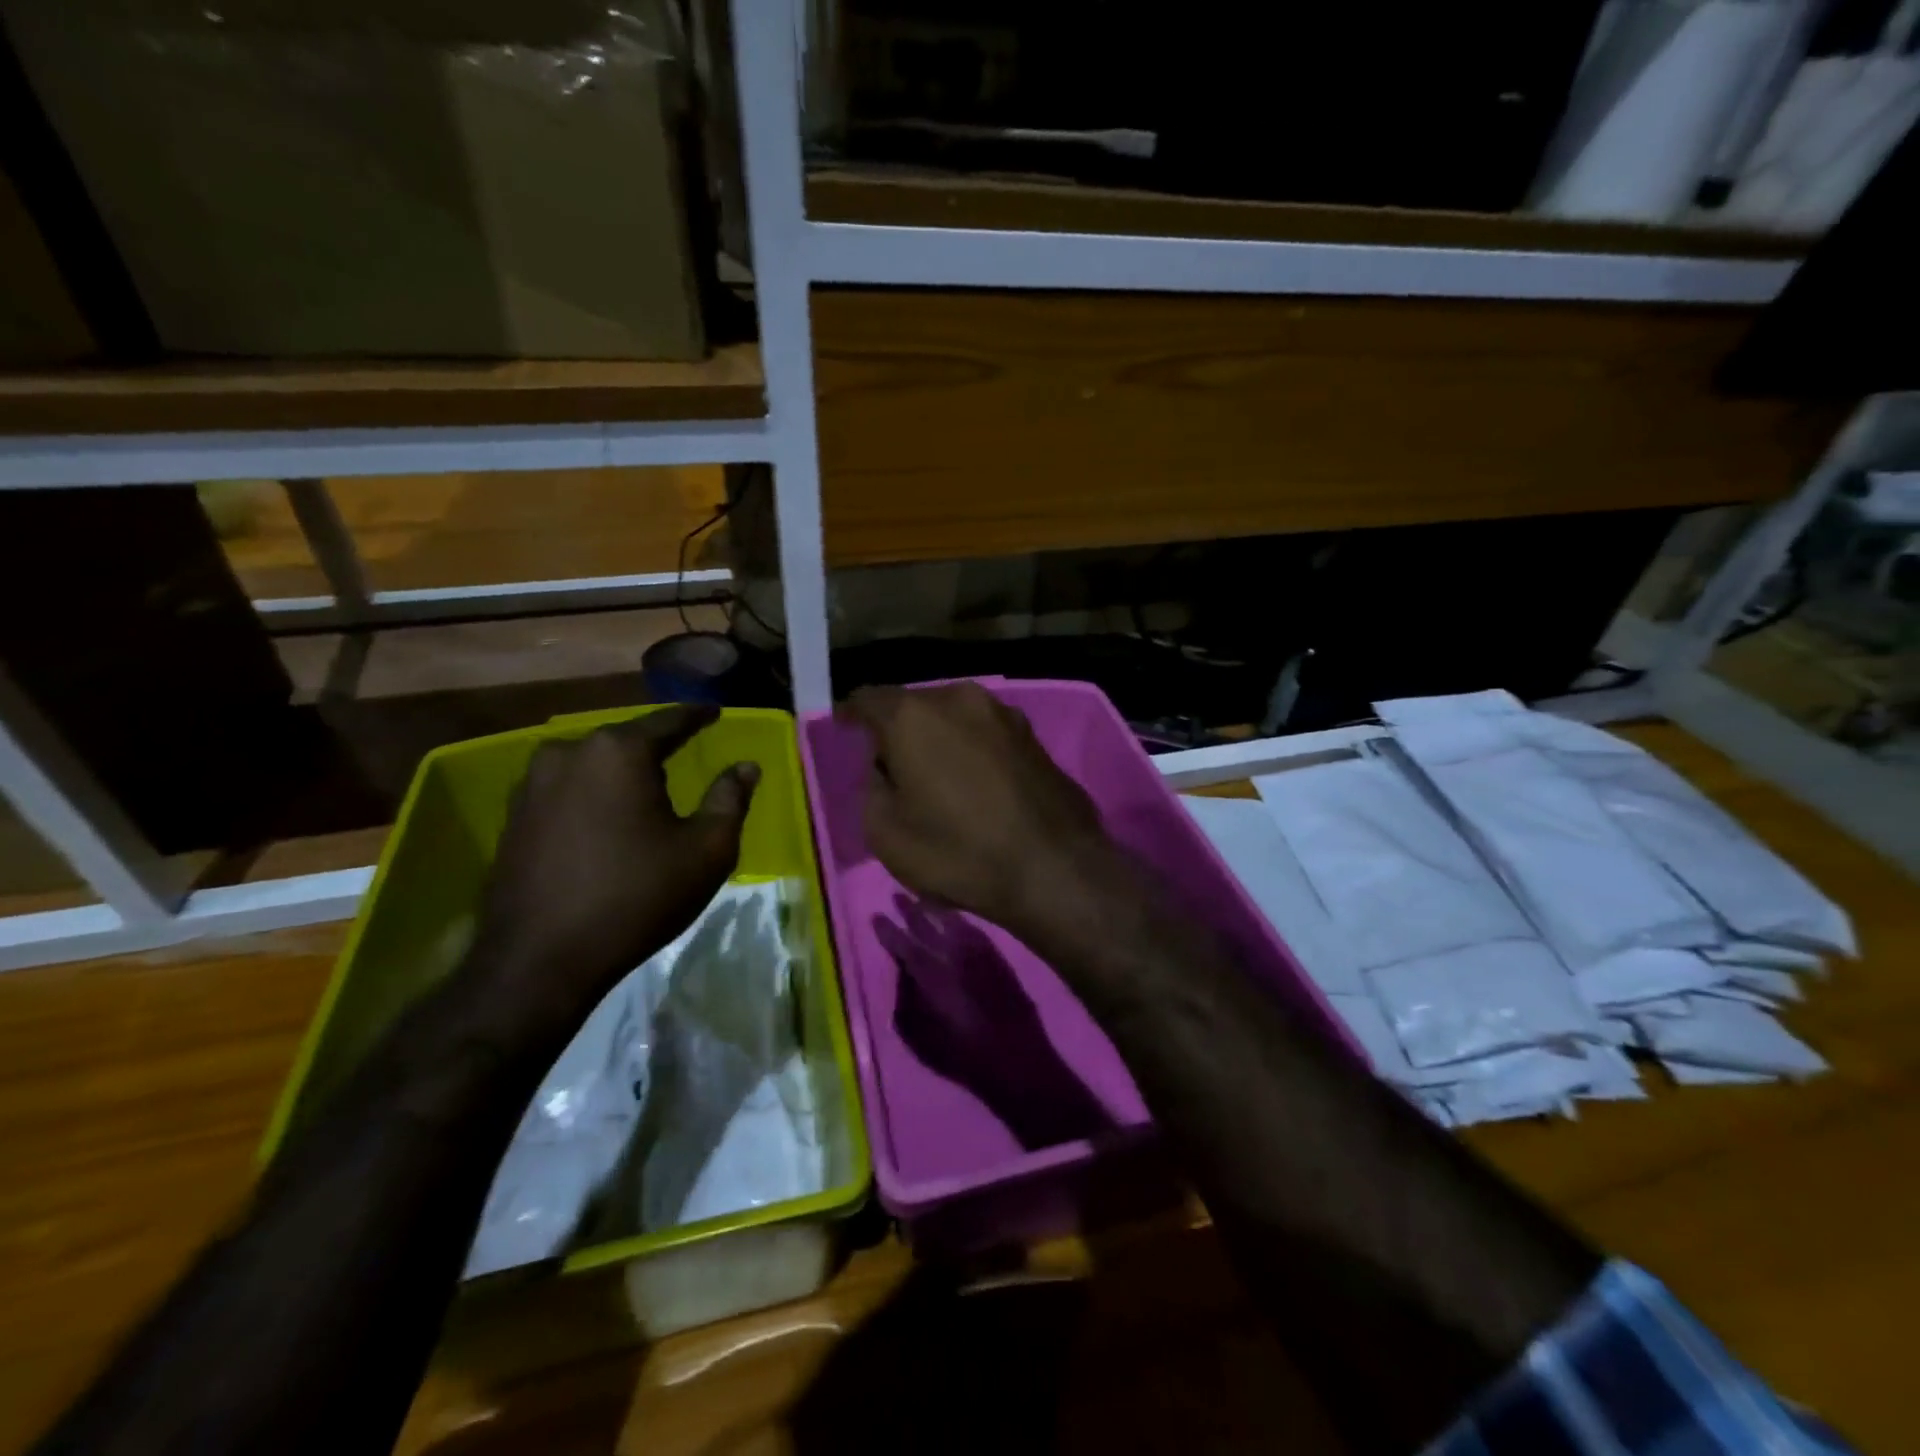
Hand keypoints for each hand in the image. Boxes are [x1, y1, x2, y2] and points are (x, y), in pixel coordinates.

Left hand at [466, 705, 758, 1040]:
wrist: (540, 960)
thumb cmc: (637, 897)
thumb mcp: (706, 849)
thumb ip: (730, 799)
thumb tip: (746, 767)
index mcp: (619, 751)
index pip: (668, 721)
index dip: (697, 716)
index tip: (714, 711)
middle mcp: (569, 753)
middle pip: (626, 740)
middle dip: (656, 745)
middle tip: (683, 751)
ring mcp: (532, 784)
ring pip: (593, 764)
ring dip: (621, 772)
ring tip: (646, 785)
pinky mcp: (513, 816)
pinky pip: (567, 789)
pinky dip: (593, 794)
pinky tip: (607, 816)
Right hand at [844, 684, 1115, 930]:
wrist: (1054, 869)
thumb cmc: (958, 851)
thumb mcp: (885, 832)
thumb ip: (874, 787)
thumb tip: (888, 769)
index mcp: (913, 715)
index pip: (869, 699)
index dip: (852, 714)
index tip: (845, 728)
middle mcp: (958, 698)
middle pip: (914, 705)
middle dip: (899, 729)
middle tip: (893, 765)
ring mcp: (1003, 713)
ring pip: (954, 717)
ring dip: (939, 738)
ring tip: (937, 775)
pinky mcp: (1033, 736)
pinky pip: (985, 734)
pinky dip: (971, 749)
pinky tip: (975, 783)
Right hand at [877, 898, 1111, 1149]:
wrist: (1015, 1058)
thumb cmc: (961, 1055)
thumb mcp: (919, 1037)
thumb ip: (906, 1001)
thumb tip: (903, 976)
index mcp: (929, 974)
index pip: (902, 944)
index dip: (887, 930)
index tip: (876, 916)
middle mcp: (952, 954)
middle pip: (926, 924)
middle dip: (909, 909)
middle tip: (896, 895)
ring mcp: (978, 952)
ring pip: (952, 921)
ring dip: (935, 909)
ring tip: (922, 900)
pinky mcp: (998, 956)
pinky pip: (975, 929)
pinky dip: (961, 920)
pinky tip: (956, 918)